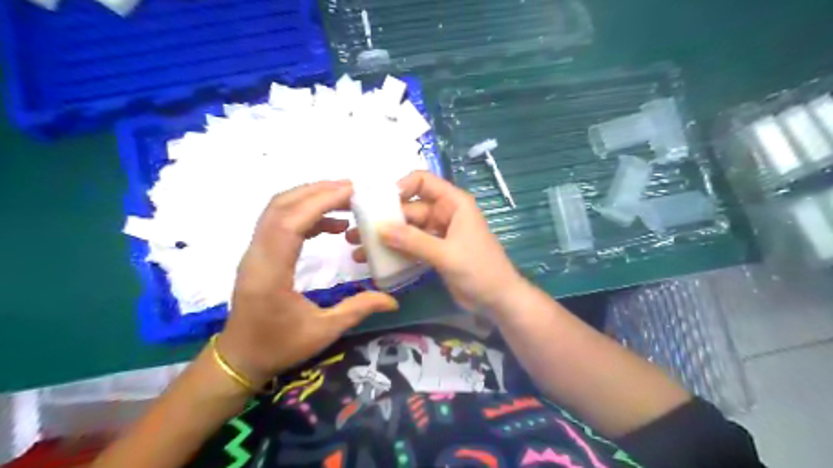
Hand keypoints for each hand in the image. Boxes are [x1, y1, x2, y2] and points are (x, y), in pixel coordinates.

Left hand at [214, 180, 395, 389]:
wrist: (240, 357)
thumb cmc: (279, 346)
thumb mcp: (323, 332)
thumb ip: (358, 310)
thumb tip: (393, 301)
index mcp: (270, 274)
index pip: (290, 223)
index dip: (320, 202)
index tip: (351, 192)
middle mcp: (257, 255)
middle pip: (281, 207)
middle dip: (317, 191)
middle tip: (352, 189)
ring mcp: (255, 252)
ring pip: (277, 210)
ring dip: (310, 198)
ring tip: (344, 200)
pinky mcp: (259, 253)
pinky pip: (280, 222)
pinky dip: (306, 214)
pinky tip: (331, 225)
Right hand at [350, 172, 522, 314]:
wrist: (498, 300)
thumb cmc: (479, 270)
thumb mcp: (446, 254)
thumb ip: (413, 241)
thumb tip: (379, 229)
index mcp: (453, 203)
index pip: (423, 181)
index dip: (400, 187)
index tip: (378, 203)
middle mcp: (444, 213)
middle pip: (409, 208)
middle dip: (384, 218)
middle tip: (355, 230)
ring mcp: (438, 234)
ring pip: (407, 229)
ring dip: (385, 237)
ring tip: (357, 247)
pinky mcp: (434, 252)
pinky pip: (411, 246)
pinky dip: (395, 251)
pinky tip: (375, 260)